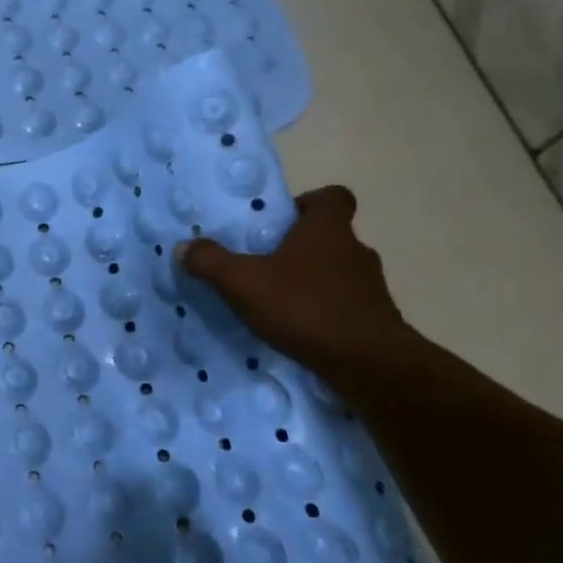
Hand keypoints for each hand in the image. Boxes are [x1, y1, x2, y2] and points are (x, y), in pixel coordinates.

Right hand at [177, 184, 408, 371]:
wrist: (369, 364)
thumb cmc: (305, 307)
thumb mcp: (244, 283)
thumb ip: (211, 262)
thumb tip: (185, 247)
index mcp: (327, 230)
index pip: (333, 197)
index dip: (310, 203)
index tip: (284, 221)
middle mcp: (355, 251)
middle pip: (331, 237)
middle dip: (301, 248)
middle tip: (267, 265)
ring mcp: (371, 288)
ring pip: (339, 273)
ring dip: (314, 282)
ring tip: (280, 303)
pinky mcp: (378, 321)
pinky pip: (347, 307)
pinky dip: (326, 313)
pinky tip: (301, 332)